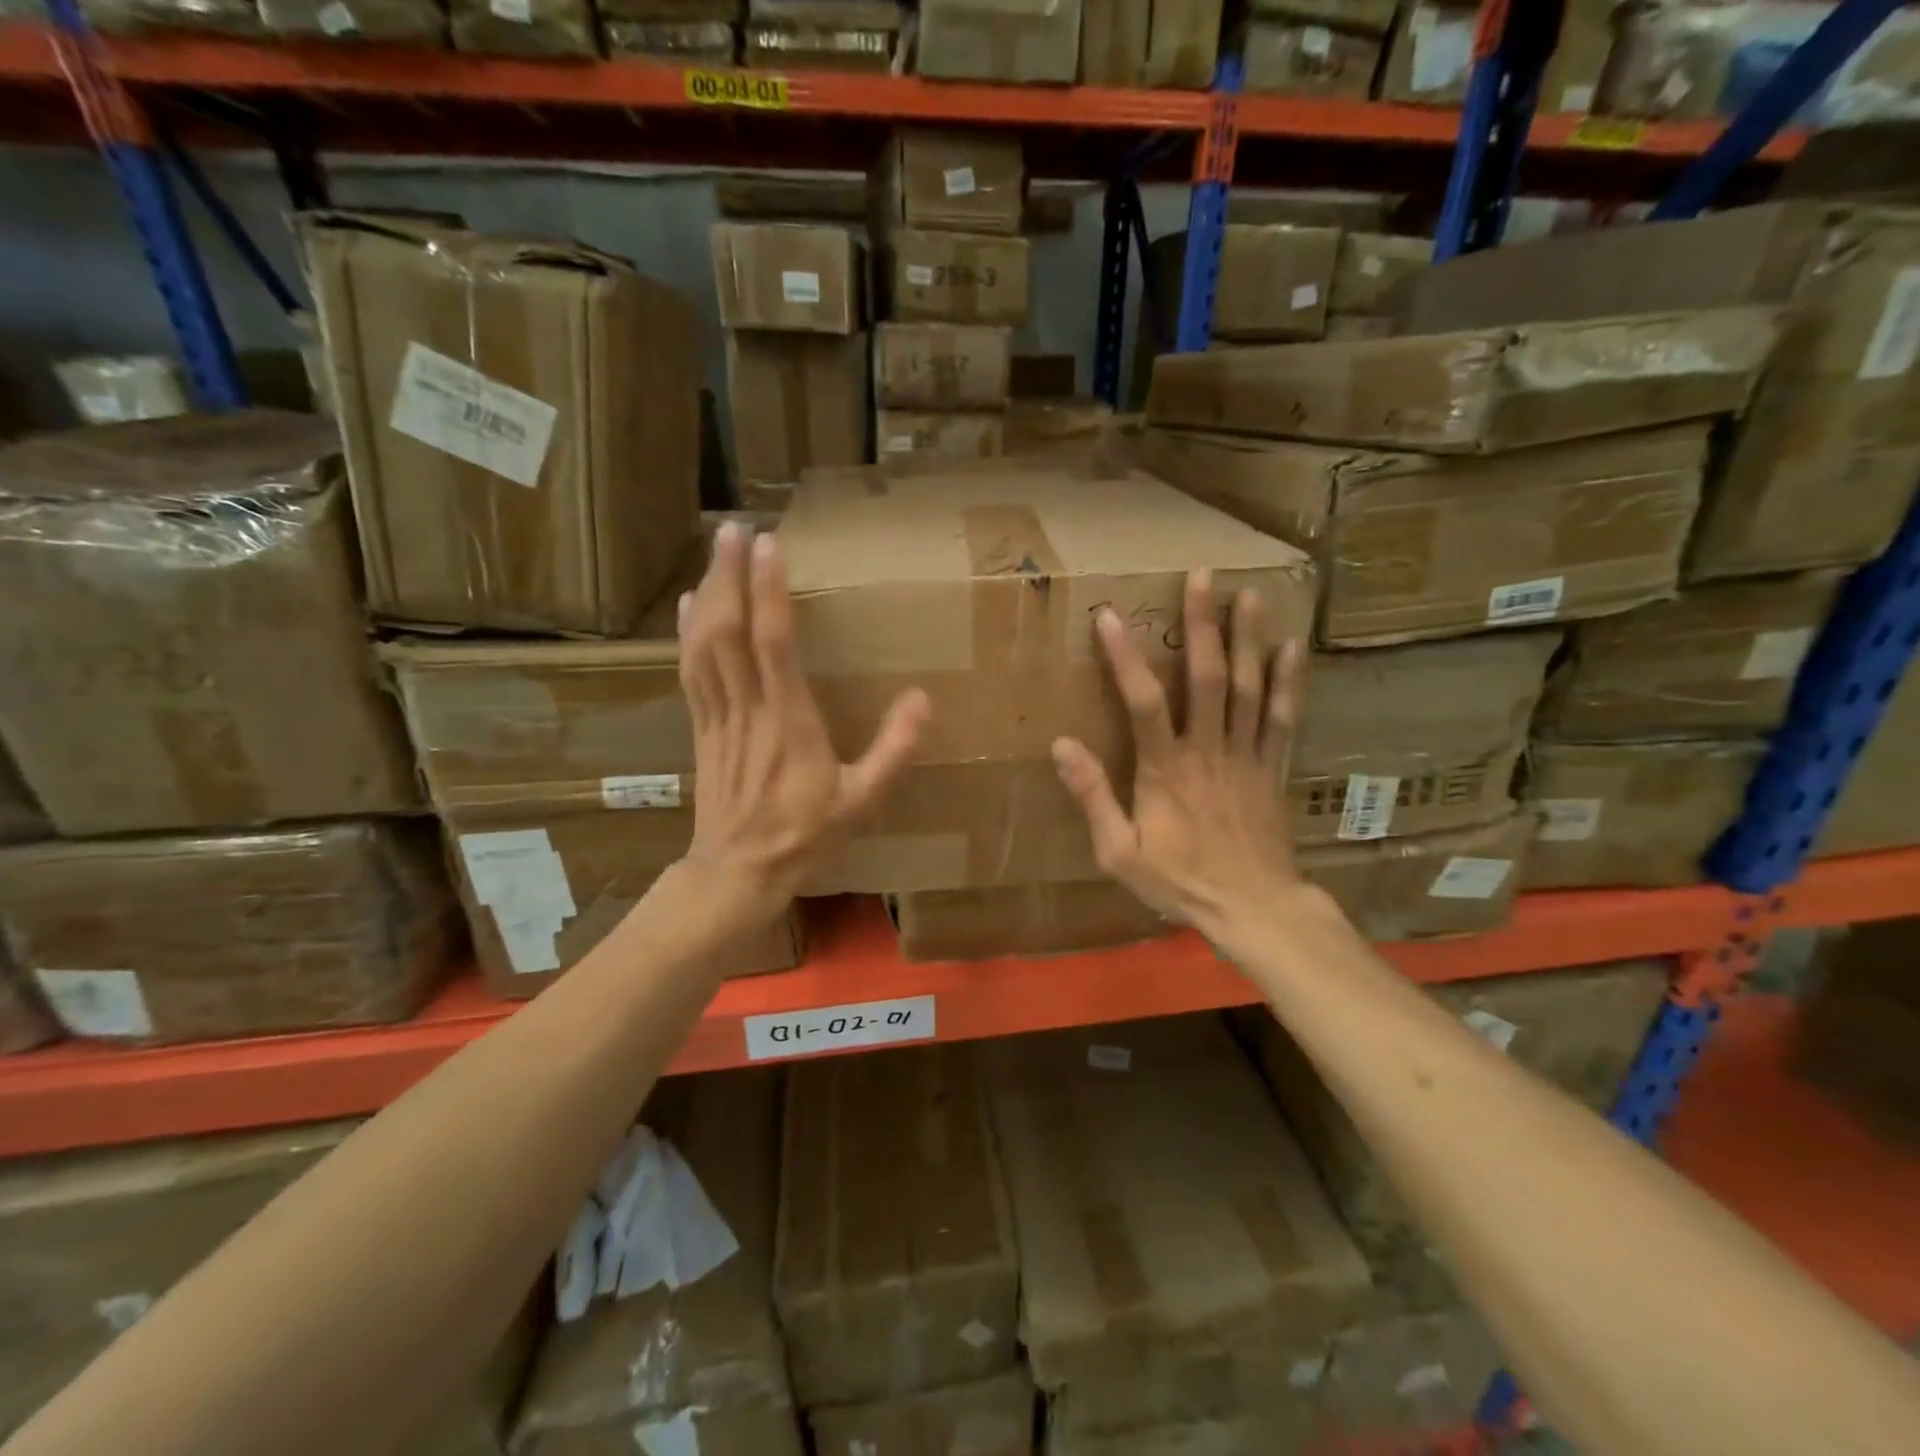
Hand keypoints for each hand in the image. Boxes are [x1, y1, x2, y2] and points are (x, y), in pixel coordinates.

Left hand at [678, 523, 929, 909]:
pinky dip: (689, 633)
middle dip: (730, 575)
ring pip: (705, 646)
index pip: (774, 643)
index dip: (769, 591)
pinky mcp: (702, 729)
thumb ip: (894, 750)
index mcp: (789, 723)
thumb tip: (923, 699)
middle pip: (729, 631)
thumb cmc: (805, 837)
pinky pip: (691, 672)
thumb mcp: (863, 800)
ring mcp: (718, 718)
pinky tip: (690, 606)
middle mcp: (748, 710)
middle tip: (732, 529)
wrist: (739, 873)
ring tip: (713, 552)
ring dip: (708, 594)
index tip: (769, 545)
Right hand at [1051, 569, 1303, 948]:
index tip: (1109, 616)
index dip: (1125, 658)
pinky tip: (1291, 647)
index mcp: (1166, 770)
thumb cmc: (1181, 882)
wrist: (1256, 909)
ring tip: (1249, 595)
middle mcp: (1209, 750)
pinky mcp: (1274, 767)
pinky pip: (1284, 717)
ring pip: (1250, 688)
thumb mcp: (1120, 853)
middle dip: (1202, 625)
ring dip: (1248, 639)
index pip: (1143, 703)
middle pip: (1207, 678)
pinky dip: (1289, 681)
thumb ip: (1093, 797)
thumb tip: (1062, 747)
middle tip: (1201, 577)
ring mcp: (1248, 755)